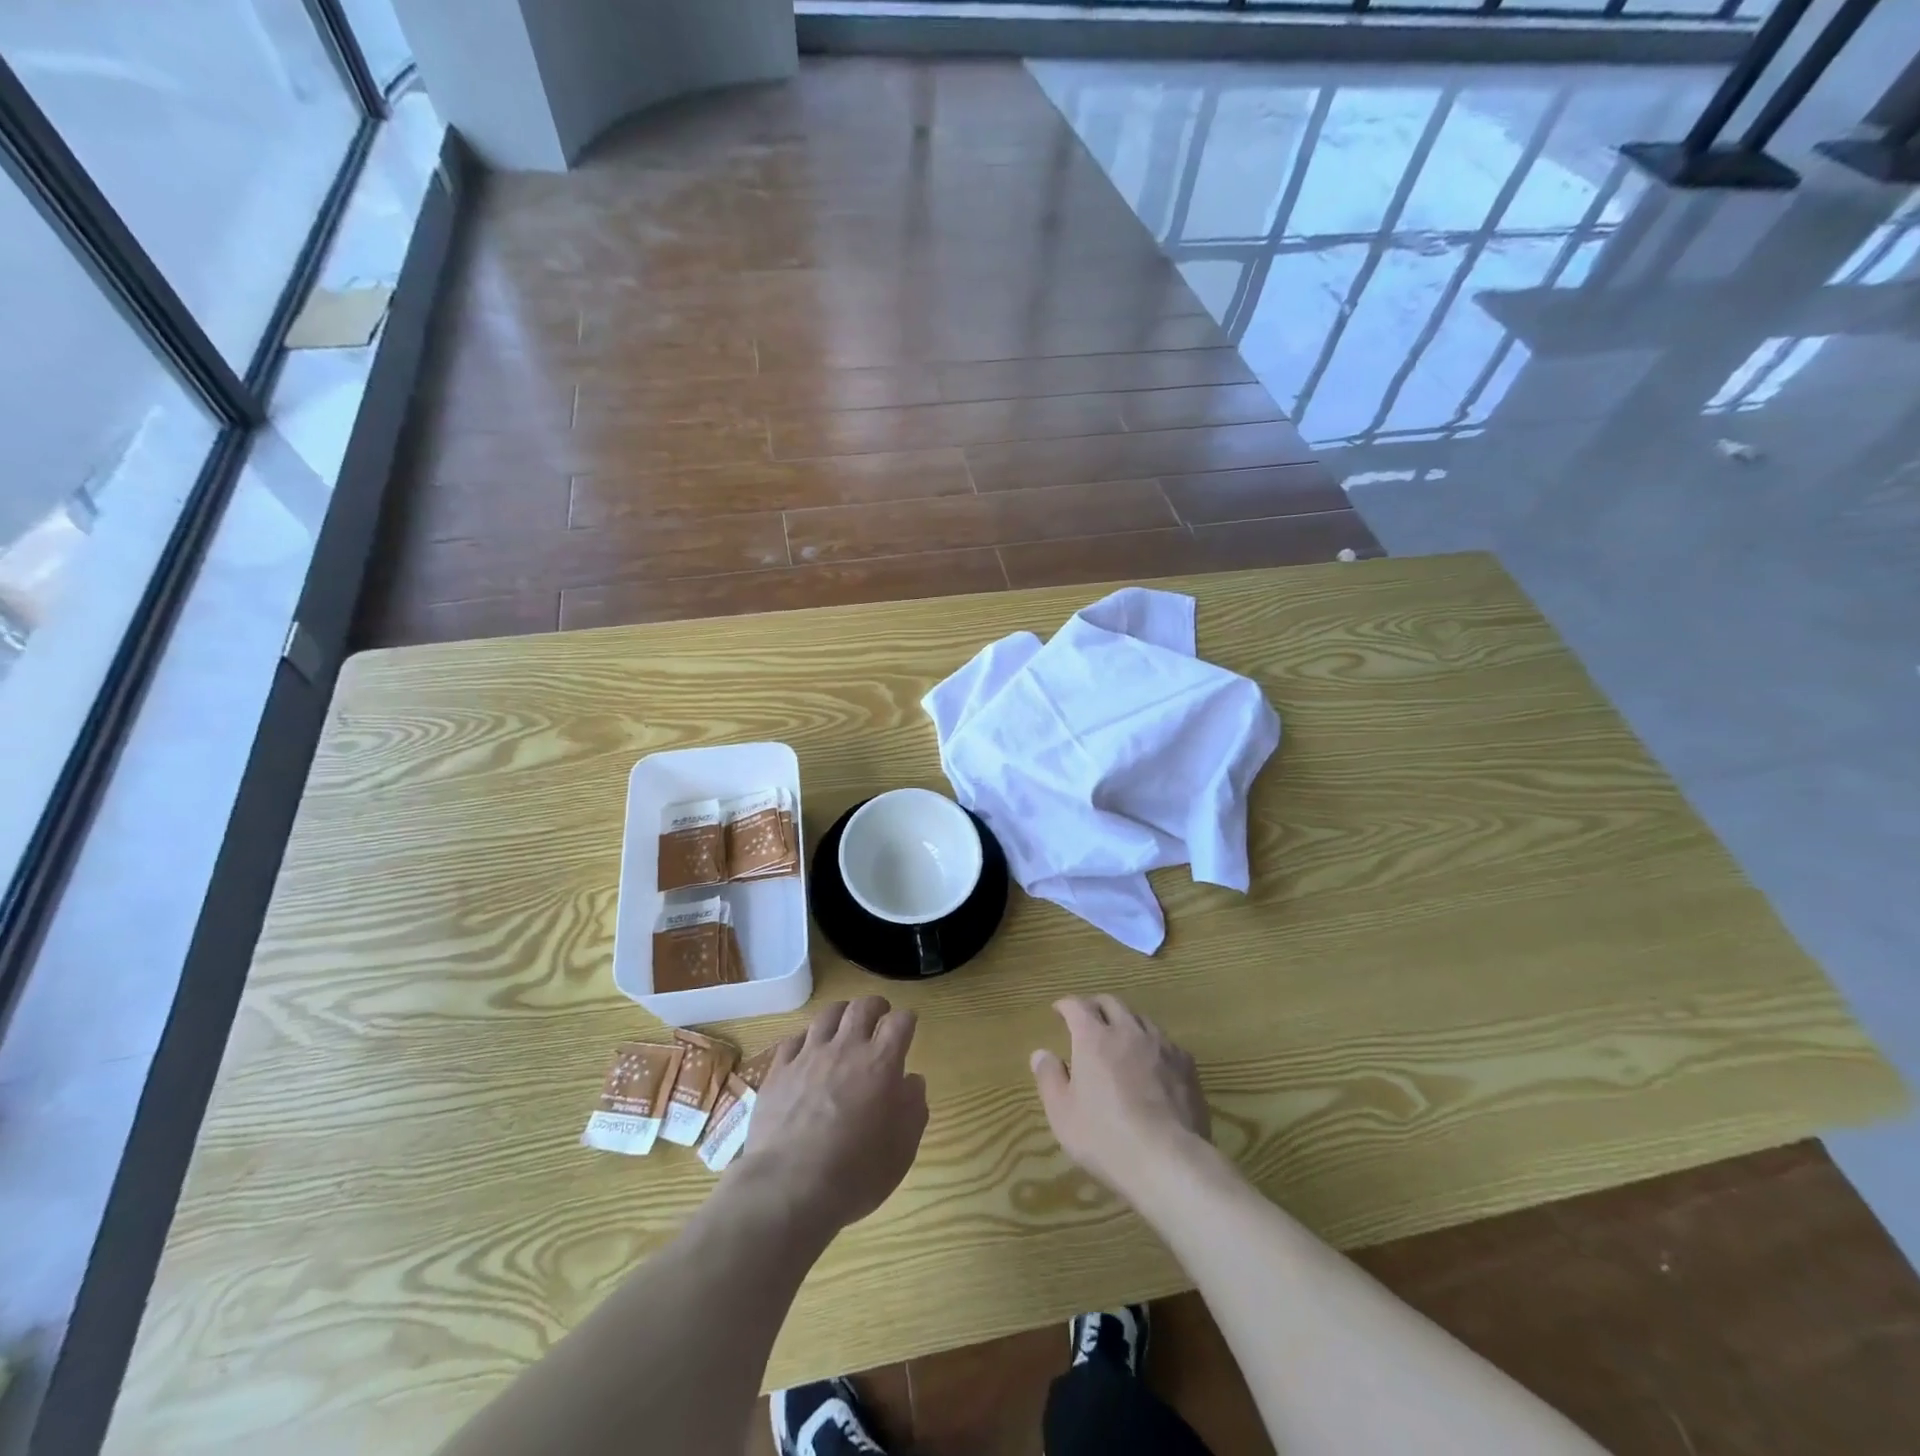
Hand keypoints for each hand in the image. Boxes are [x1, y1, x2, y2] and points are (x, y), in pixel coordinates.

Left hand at [734, 997, 927, 1235]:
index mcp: (881, 1063)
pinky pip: (794, 1039)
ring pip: (827, 1015)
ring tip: (844, 1023)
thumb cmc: (856, 1172)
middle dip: (875, 1006)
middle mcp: (846, 1048)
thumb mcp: (902, 1148)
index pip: (900, 1022)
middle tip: (879, 1015)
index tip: (908, 1026)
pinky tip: (807, 1050)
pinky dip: (806, 1039)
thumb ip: (913, 1108)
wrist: (789, 1187)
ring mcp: (809, 1056)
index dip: (906, 1020)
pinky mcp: (779, 1070)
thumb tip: (912, 1081)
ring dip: (841, 1014)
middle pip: (862, 1007)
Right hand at [1031, 995, 1210, 1198]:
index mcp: (1093, 1038)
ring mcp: (1160, 1045)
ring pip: (1140, 1019)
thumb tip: (1041, 1053)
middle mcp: (1127, 1031)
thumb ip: (1049, 1078)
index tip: (1059, 1010)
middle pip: (1111, 1003)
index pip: (1077, 1006)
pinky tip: (1152, 1063)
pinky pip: (1165, 1042)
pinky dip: (1151, 1045)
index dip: (1066, 1005)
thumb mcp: (1062, 1113)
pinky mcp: (1185, 1065)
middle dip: (1096, 1006)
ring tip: (1120, 1038)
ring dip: (1125, 1022)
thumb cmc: (1105, 1136)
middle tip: (1088, 1018)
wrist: (1168, 1159)